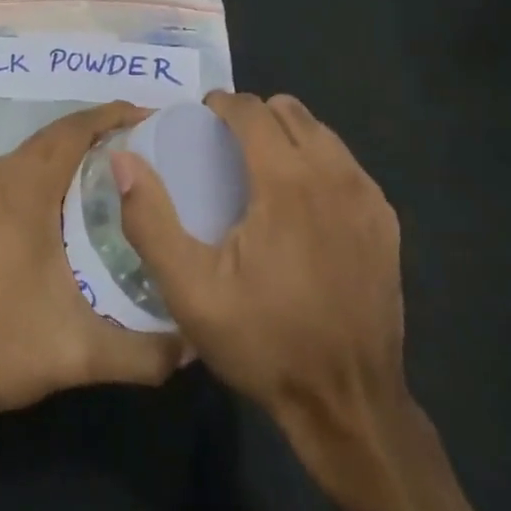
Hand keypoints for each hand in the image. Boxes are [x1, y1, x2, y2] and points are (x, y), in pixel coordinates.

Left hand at [0, 102, 183, 421]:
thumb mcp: (80, 352)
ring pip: (32, 153)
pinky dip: (46, 171)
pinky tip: (65, 204)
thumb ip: (144, 353)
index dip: (115, 115)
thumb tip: (195, 345)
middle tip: (144, 146)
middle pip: (56, 135)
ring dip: (71, 151)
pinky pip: (14, 171)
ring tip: (114, 170)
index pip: (76, 128)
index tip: (153, 118)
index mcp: (25, 185)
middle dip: (99, 131)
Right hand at [112, 91, 406, 468]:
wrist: (349, 404)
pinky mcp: (386, 220)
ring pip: (320, 132)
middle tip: (227, 150)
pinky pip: (346, 164)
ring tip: (263, 172)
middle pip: (289, 110)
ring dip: (287, 136)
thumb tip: (123, 161)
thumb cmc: (264, 342)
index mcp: (286, 181)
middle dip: (254, 116)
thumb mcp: (190, 290)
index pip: (251, 109)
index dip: (221, 105)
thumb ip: (150, 220)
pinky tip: (303, 205)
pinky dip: (319, 164)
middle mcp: (333, 174)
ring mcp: (367, 196)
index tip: (202, 121)